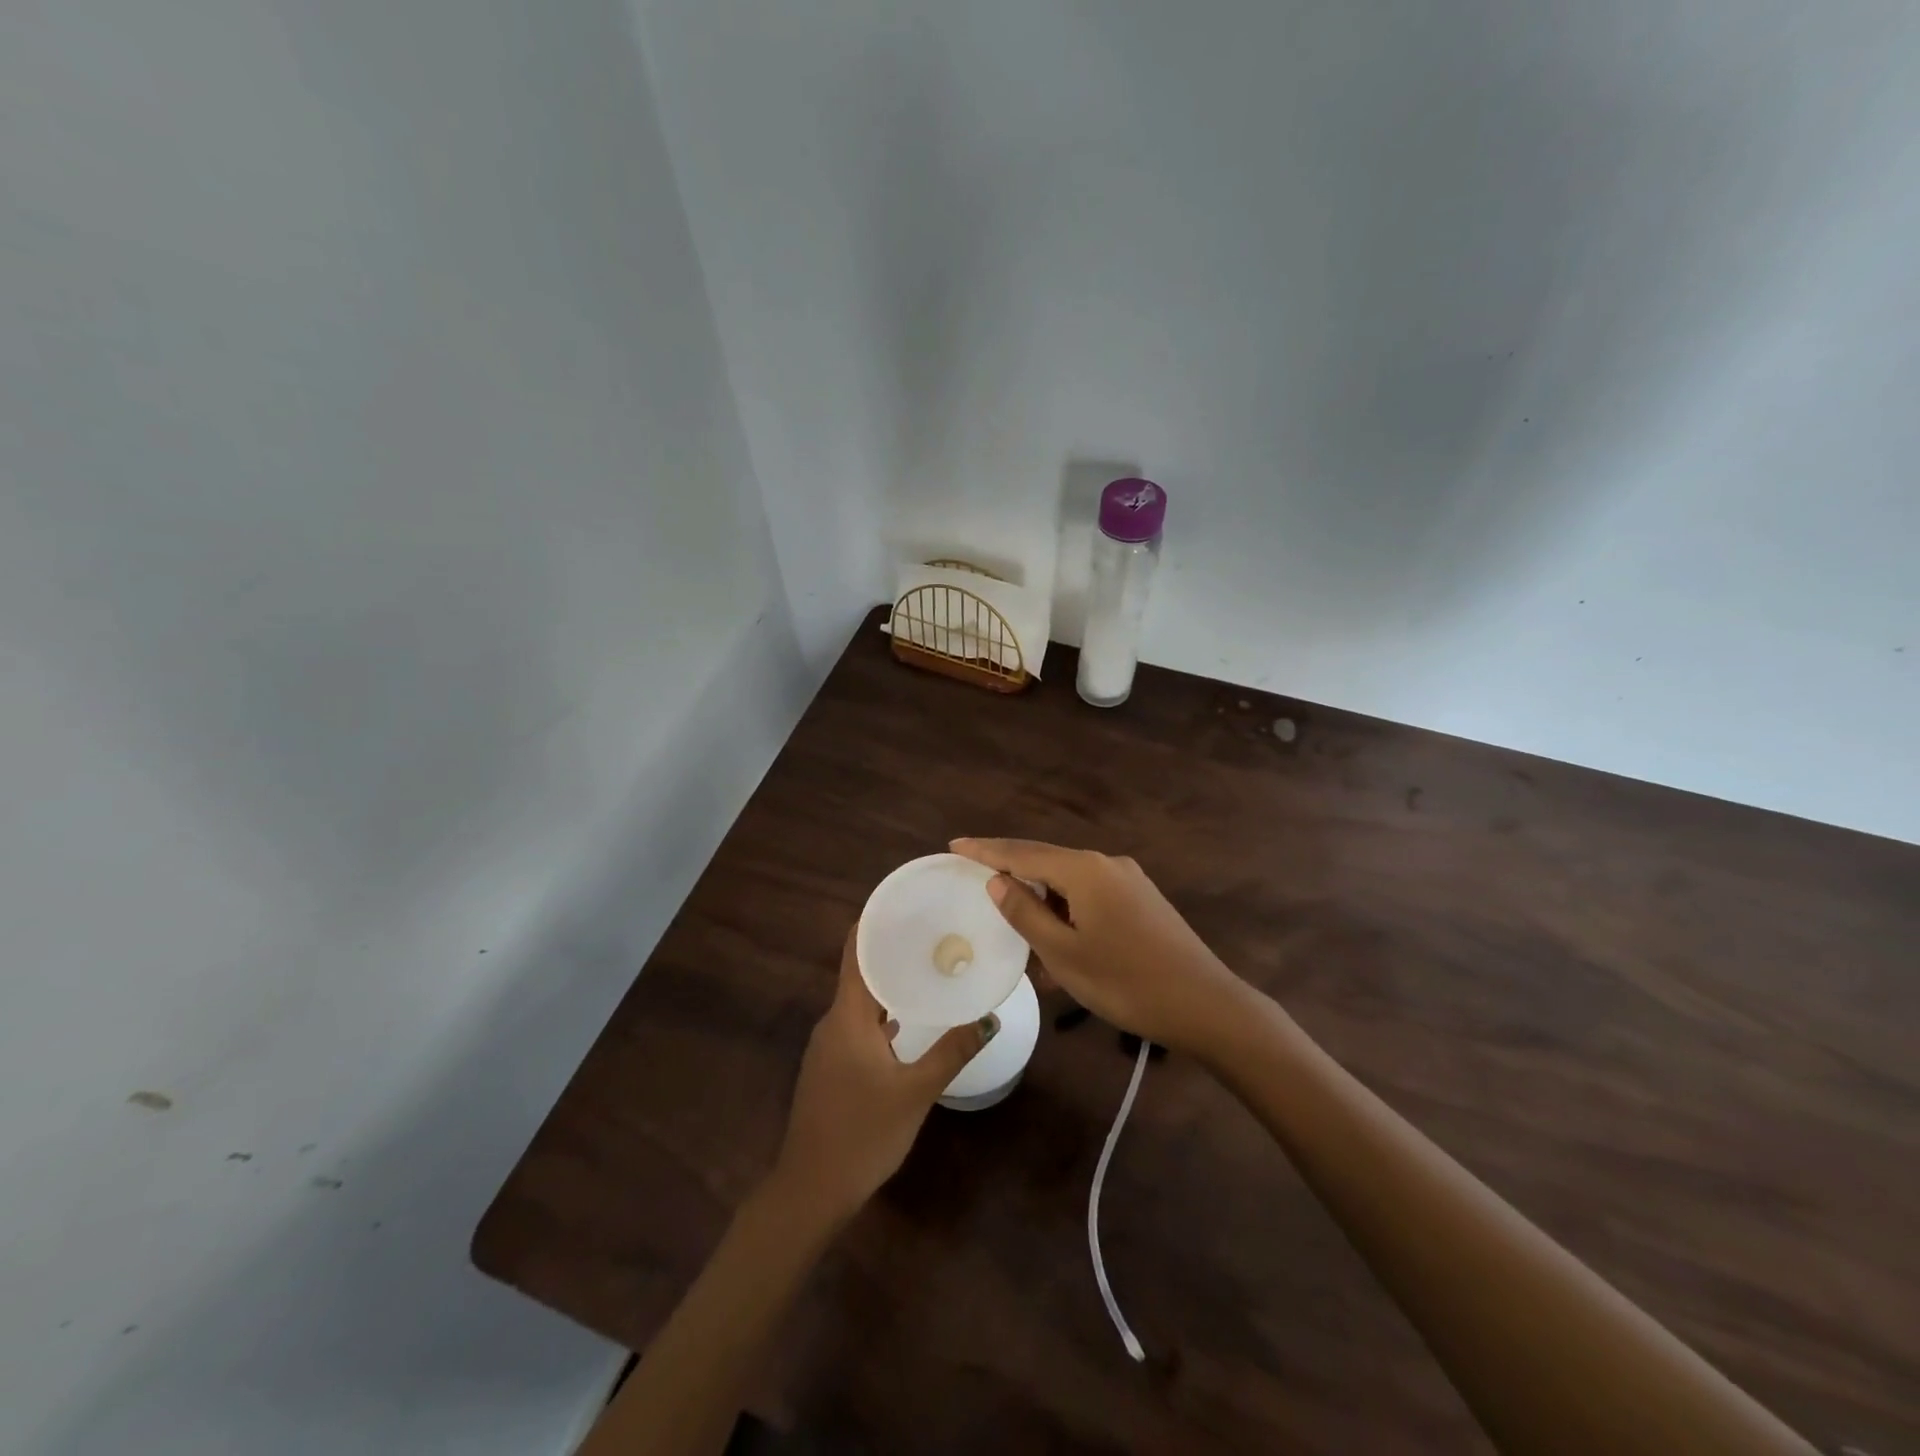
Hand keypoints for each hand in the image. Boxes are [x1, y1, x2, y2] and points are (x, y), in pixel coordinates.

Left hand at [769, 929, 993, 1224]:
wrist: (811, 1191)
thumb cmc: (862, 1133)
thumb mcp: (915, 1091)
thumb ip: (952, 1051)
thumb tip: (989, 1017)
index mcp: (847, 1015)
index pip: (855, 951)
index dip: (875, 922)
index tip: (906, 903)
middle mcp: (833, 1021)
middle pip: (860, 972)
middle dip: (893, 951)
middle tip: (934, 934)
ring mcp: (828, 1046)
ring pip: (860, 1001)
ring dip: (889, 983)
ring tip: (929, 969)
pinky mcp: (831, 1067)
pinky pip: (858, 1025)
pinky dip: (883, 1013)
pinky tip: (909, 1020)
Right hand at [951, 837, 1254, 1055]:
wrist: (1206, 1005)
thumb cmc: (1126, 982)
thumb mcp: (1064, 953)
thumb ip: (1026, 913)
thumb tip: (998, 882)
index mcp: (1084, 869)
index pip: (1022, 853)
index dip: (986, 850)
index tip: (954, 845)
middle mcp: (1106, 864)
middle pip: (1047, 863)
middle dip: (1013, 875)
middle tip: (978, 886)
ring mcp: (1129, 881)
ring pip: (1070, 885)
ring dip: (1043, 905)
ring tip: (1019, 933)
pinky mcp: (1143, 902)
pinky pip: (1092, 899)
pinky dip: (1068, 915)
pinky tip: (1059, 947)